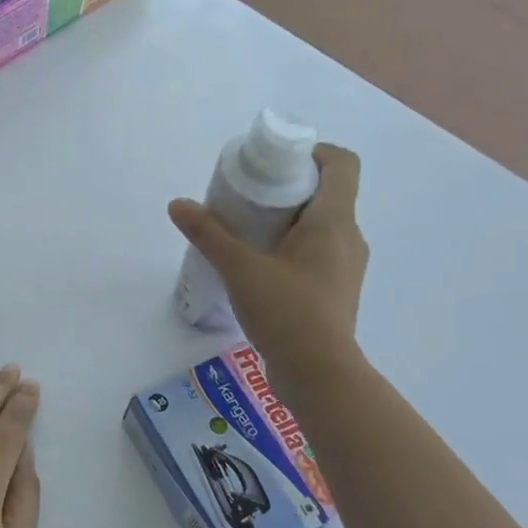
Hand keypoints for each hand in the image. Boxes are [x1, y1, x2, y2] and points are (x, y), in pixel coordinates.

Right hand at [168, 143, 369, 390]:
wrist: (319, 375)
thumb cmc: (287, 313)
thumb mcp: (240, 269)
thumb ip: (209, 234)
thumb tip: (178, 204)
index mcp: (334, 221)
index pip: (342, 163)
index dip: (312, 152)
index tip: (274, 165)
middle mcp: (348, 238)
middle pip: (327, 193)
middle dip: (288, 187)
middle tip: (248, 197)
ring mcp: (346, 267)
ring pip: (321, 225)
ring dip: (288, 220)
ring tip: (248, 232)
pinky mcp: (336, 291)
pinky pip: (317, 253)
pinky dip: (292, 248)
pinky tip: (260, 267)